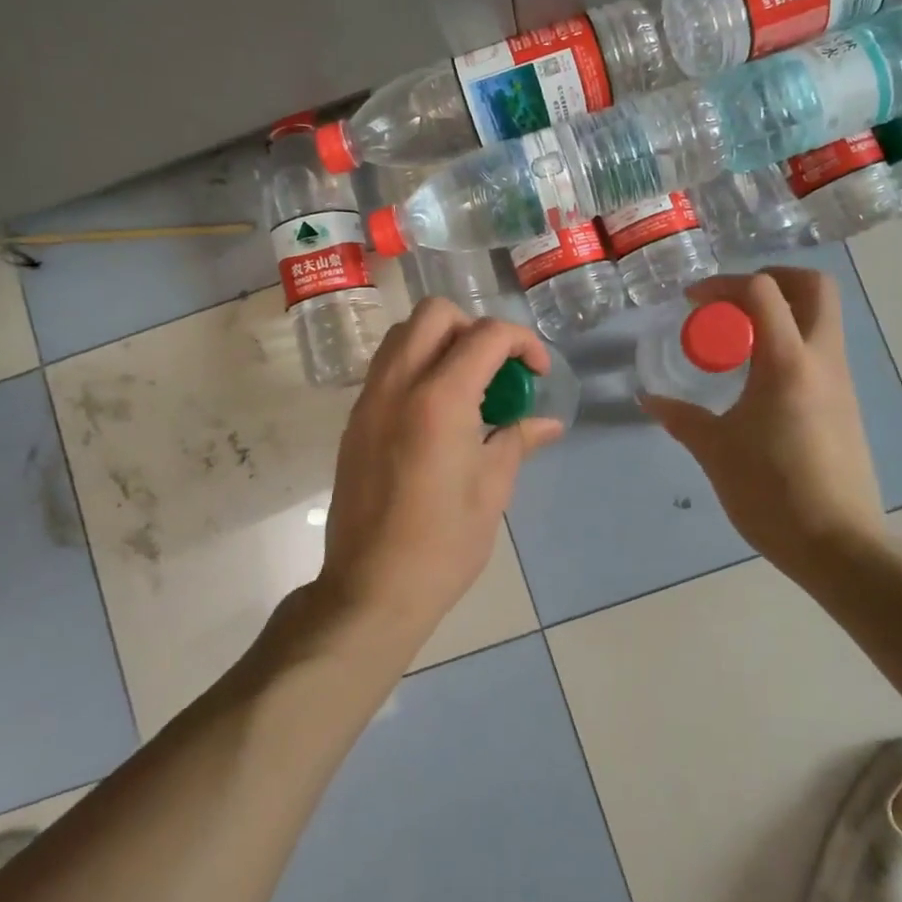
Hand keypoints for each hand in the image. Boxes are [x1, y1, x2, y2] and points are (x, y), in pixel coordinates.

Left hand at [321, 298, 562, 639]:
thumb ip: (517, 439)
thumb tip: (547, 423)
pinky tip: (438, 410)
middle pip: (435, 313)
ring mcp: (370, 398)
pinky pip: (387, 365)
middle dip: (475, 327)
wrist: (372, 587)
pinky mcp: (355, 418)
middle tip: (496, 369)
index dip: (522, 342)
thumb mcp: (493, 489)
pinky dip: (416, 364)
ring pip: (404, 333)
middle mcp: (399, 384)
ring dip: (441, 340)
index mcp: (440, 399)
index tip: (537, 372)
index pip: (486, 335)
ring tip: (467, 385)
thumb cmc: (443, 543)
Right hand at [641, 268, 886, 584]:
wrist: (838, 544)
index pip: (763, 291)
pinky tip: (759, 376)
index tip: (694, 302)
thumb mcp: (715, 451)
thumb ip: (681, 418)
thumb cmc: (771, 491)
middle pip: (815, 287)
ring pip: (822, 317)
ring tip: (739, 339)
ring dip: (783, 311)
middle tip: (733, 300)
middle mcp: (822, 359)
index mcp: (787, 362)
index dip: (724, 284)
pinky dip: (791, 341)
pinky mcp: (846, 403)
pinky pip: (821, 349)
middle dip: (773, 279)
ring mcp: (840, 380)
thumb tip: (648, 399)